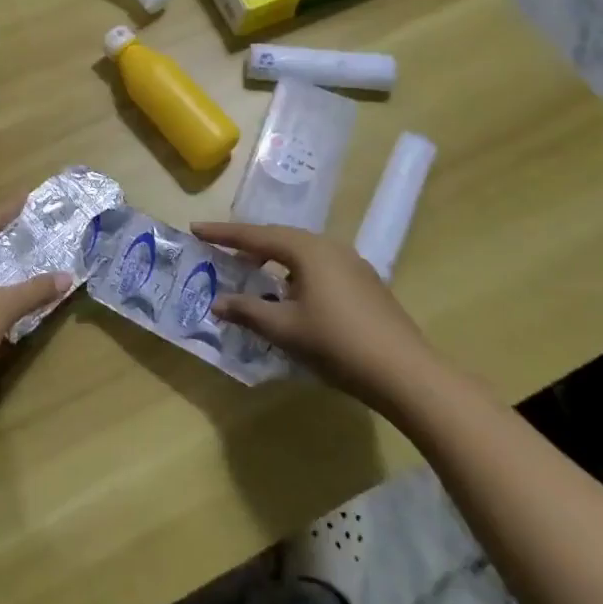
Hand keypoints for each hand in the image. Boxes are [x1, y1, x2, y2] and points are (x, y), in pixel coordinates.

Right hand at [194, 221, 438, 411]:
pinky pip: (318, 267)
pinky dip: (294, 273)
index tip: (195, 229)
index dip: (222, 234)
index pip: (255, 236)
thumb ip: (248, 311)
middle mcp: (329, 247)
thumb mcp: (285, 329)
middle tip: (220, 252)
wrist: (407, 374)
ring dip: (273, 260)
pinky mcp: (365, 284)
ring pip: (301, 253)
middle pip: (279, 238)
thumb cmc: (338, 344)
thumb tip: (217, 302)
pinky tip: (290, 295)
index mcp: (307, 249)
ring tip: (252, 274)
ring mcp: (352, 264)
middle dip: (248, 245)